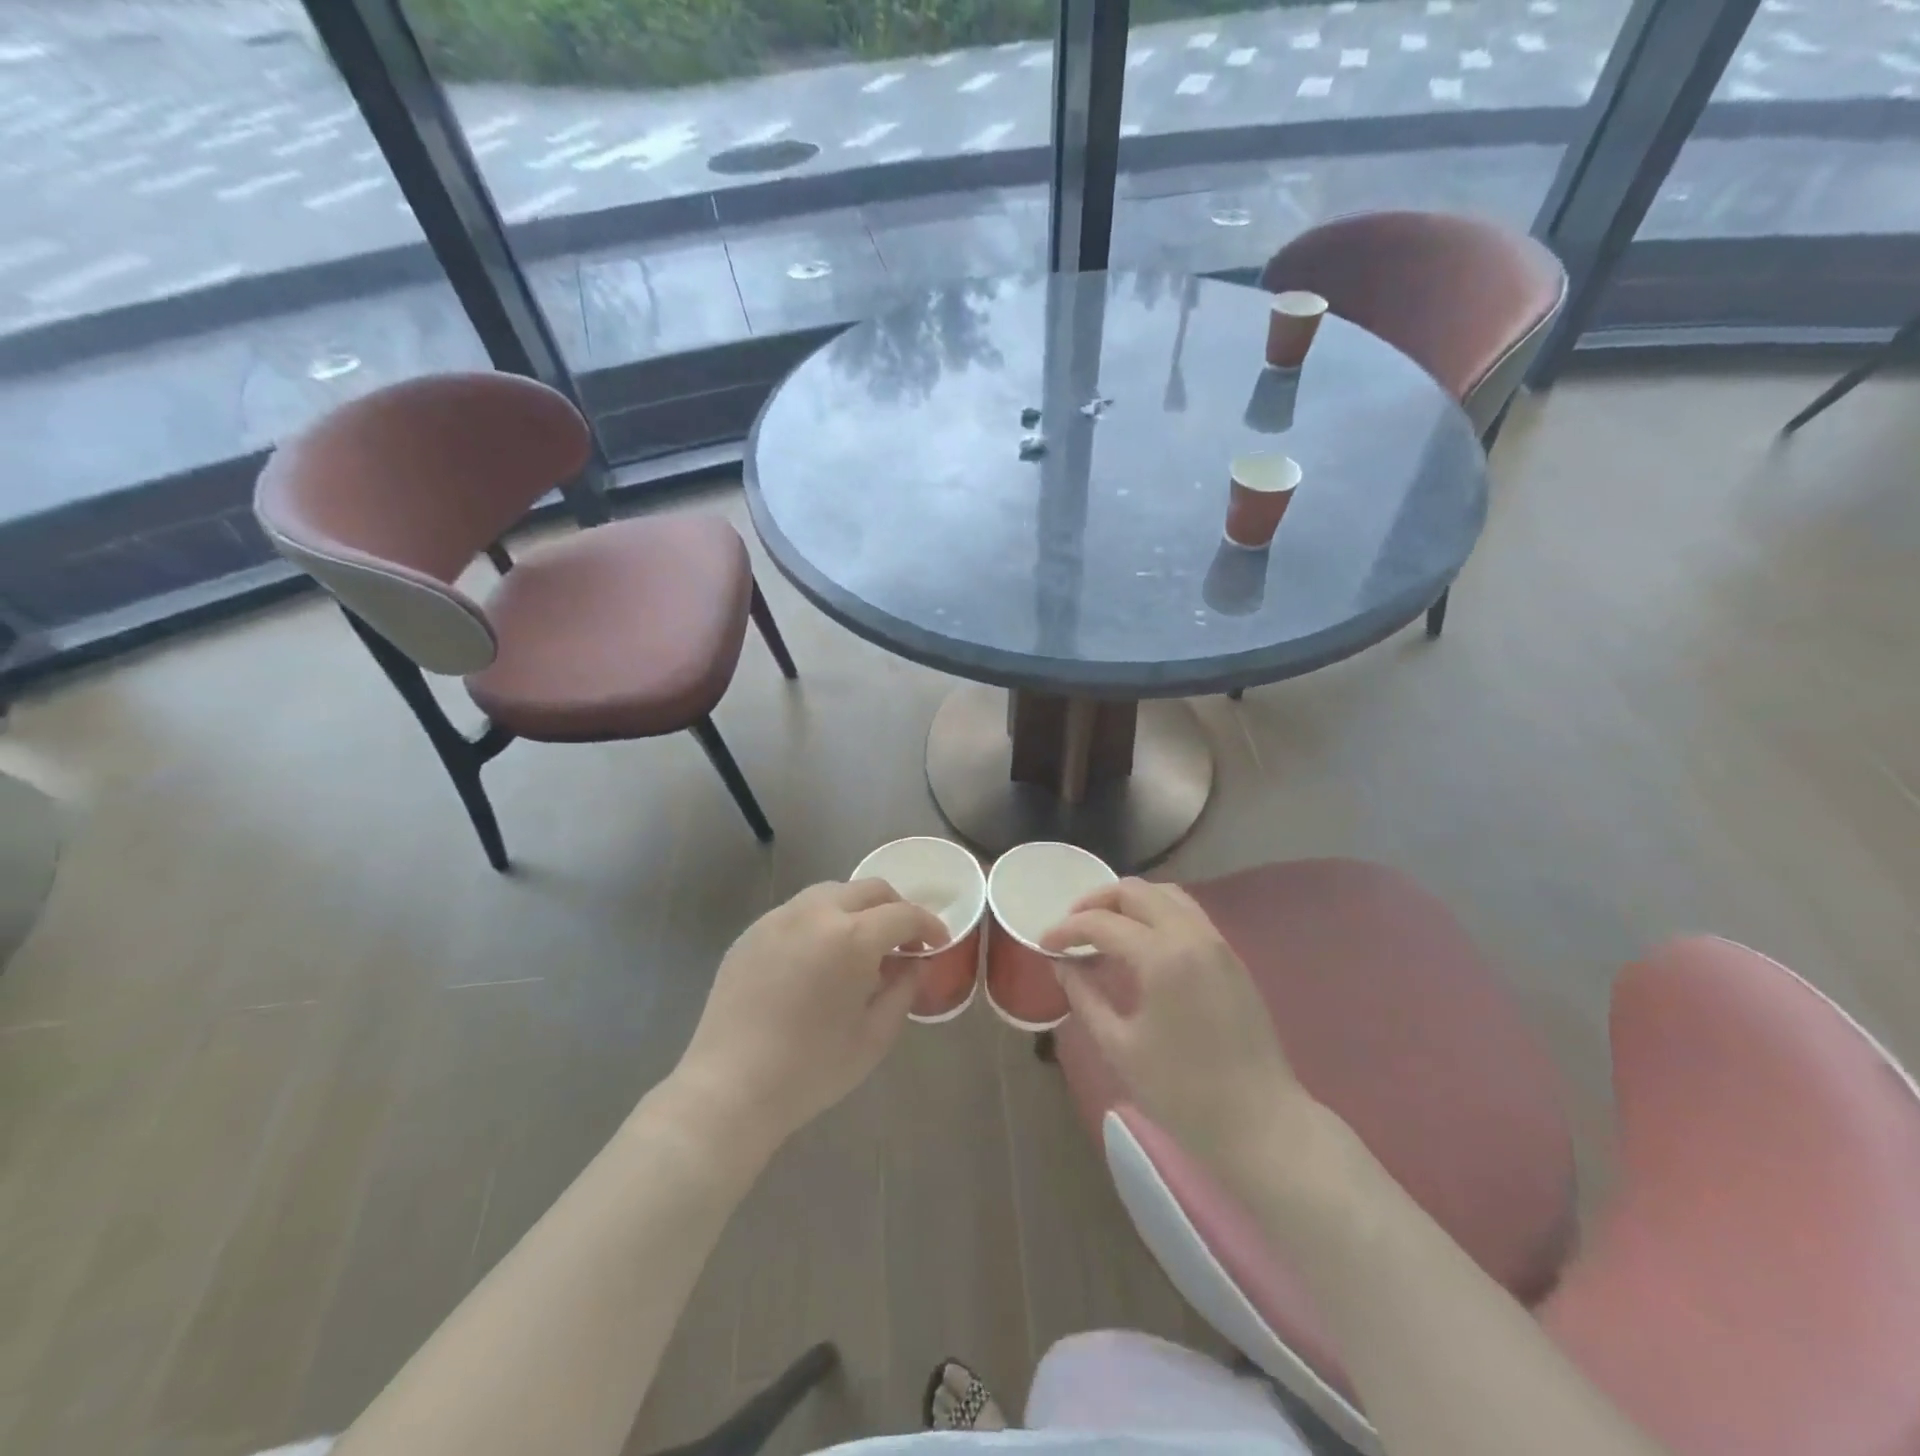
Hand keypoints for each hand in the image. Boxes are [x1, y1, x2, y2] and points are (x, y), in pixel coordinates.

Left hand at [671, 880, 947, 1154]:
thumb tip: (913, 962)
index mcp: (852, 937)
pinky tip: (819, 957)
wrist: (729, 1088)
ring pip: (832, 892)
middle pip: (869, 889)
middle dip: (895, 909)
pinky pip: (799, 911)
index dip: (929, 926)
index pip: (904, 914)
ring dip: (858, 910)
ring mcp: (779, 917)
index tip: (939, 943)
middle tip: (904, 941)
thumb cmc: (811, 1069)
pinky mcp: (752, 931)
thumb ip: (904, 988)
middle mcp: (816, 912)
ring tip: (861, 946)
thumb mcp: (875, 1035)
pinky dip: (822, 921)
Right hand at [1042, 879, 1321, 1189]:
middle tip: (1071, 930)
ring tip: (1103, 930)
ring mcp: (1217, 942)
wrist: (1261, 1124)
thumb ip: (1085, 996)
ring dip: (1128, 902)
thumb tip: (1061, 964)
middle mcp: (1192, 935)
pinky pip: (1187, 914)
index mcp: (1162, 956)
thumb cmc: (1182, 1093)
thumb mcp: (1119, 1046)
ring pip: (1166, 895)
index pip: (1102, 923)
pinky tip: (1139, 944)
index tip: (1043, 944)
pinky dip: (1155, 914)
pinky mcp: (1230, 957)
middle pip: (1135, 891)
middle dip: (1096, 902)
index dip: (1067, 929)